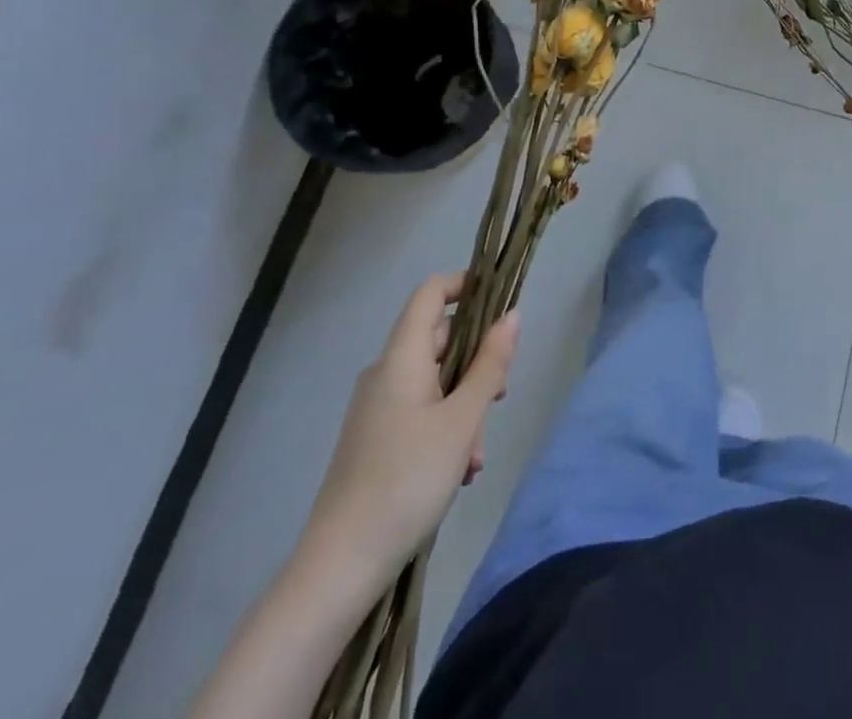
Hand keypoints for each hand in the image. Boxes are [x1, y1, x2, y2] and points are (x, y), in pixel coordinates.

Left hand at [296, 274, 518, 596]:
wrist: (339, 567)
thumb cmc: (407, 480)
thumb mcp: (463, 420)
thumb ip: (491, 365)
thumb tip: (512, 316)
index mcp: (401, 358)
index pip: (431, 293)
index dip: (466, 285)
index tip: (500, 303)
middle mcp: (385, 374)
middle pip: (440, 341)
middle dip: (477, 365)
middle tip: (500, 399)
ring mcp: (377, 408)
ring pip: (436, 383)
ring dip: (465, 407)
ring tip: (475, 458)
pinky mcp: (375, 440)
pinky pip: (421, 412)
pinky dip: (446, 429)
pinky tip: (458, 472)